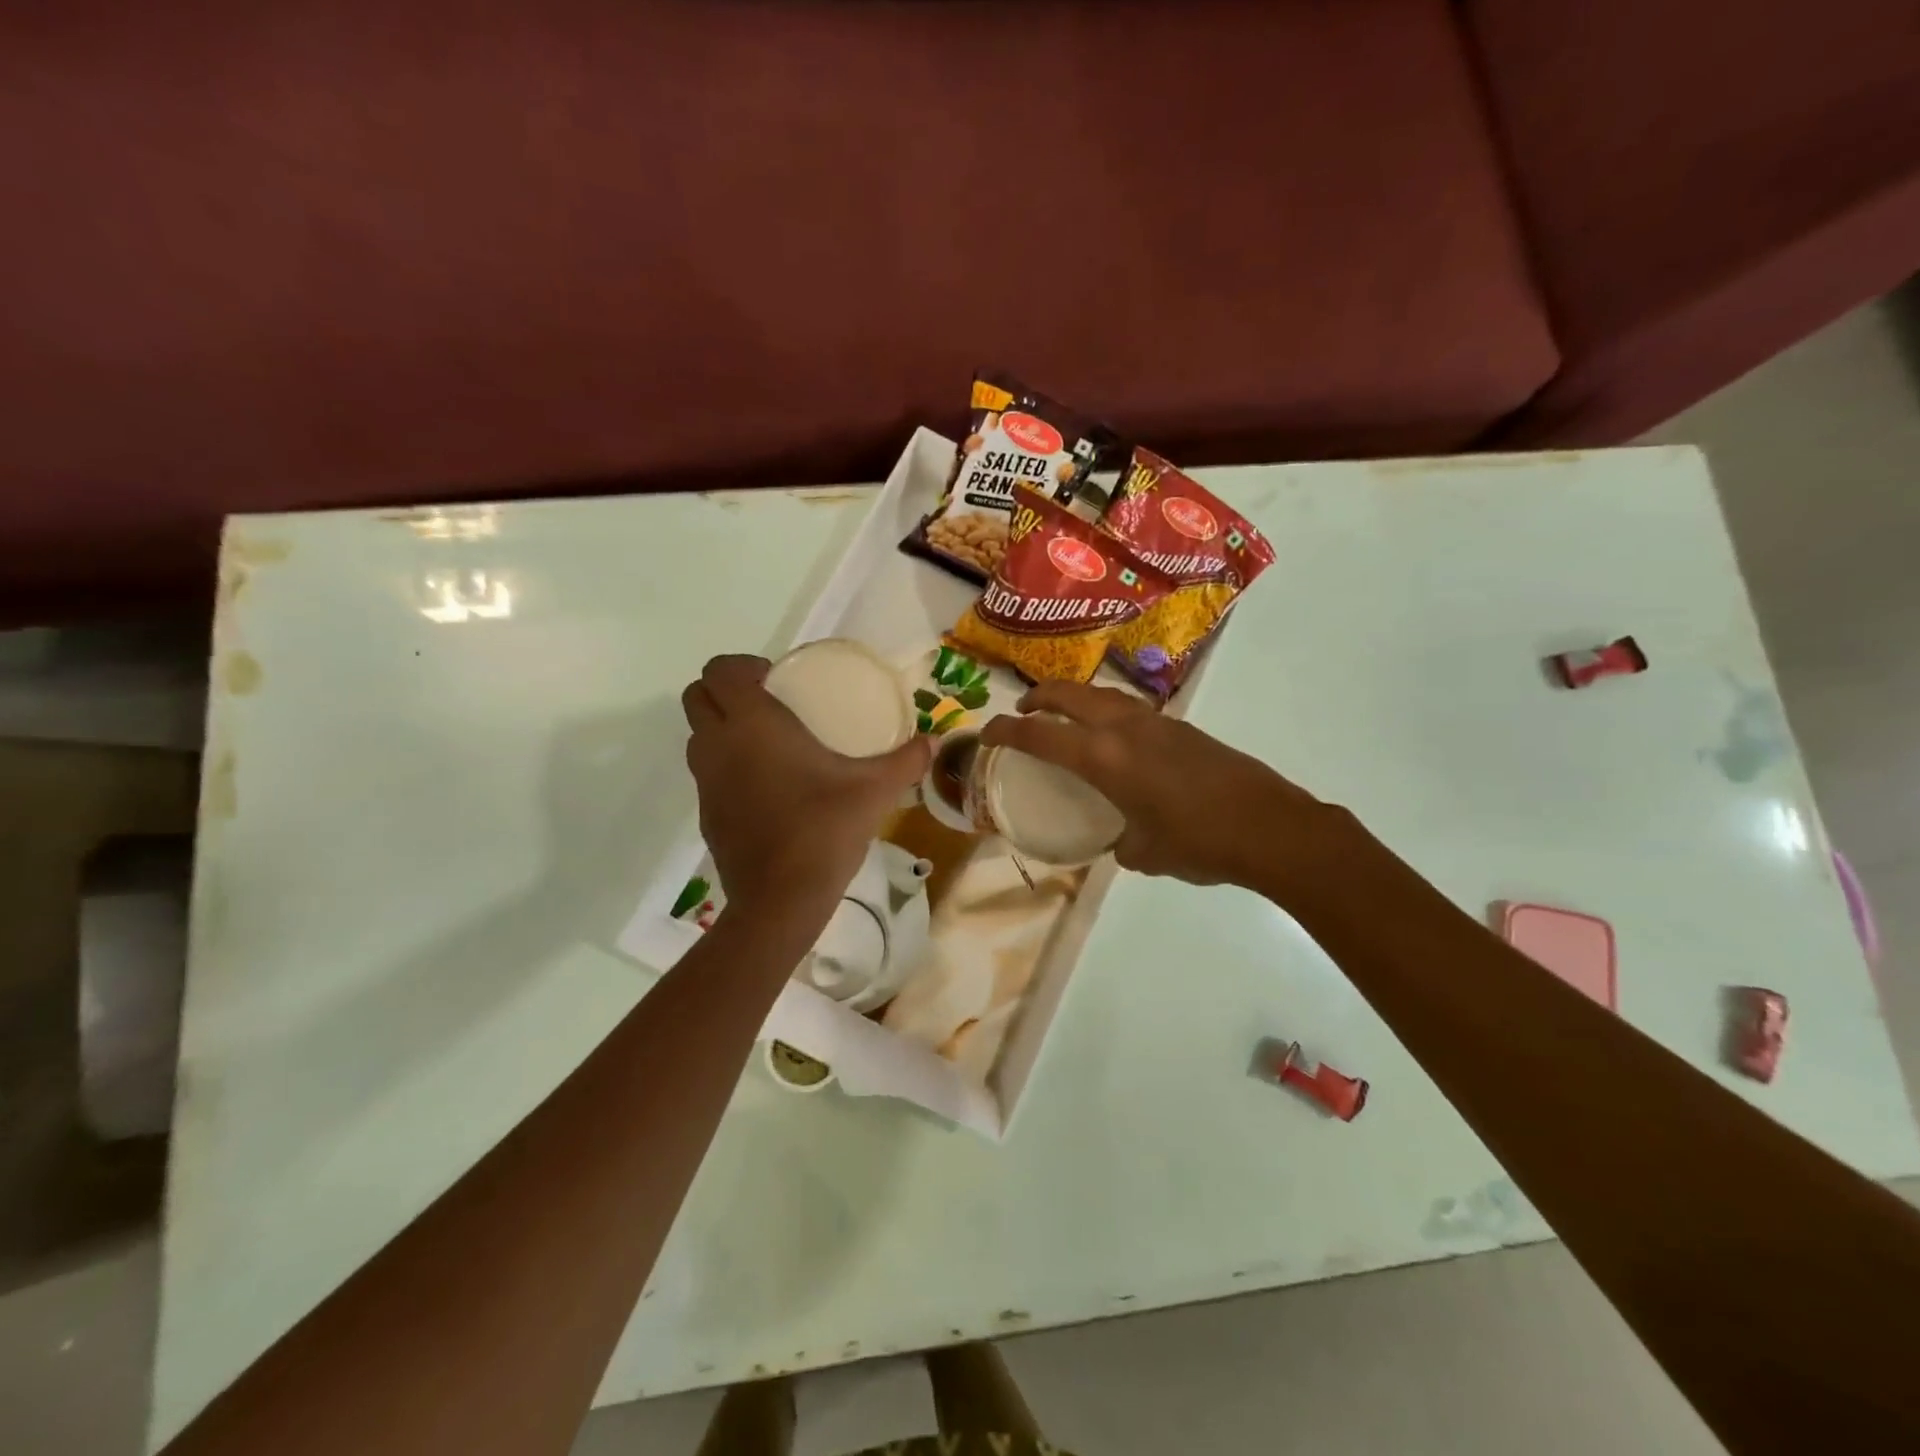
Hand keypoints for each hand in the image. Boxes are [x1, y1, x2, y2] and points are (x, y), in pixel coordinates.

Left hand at [682, 655, 931, 919]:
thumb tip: (933, 742)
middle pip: (697, 696)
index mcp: (752, 724)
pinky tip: (768, 787)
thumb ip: (906, 761)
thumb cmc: (824, 829)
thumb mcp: (875, 790)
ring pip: (697, 735)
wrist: (781, 899)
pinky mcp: (705, 813)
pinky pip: (707, 773)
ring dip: (722, 727)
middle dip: (725, 690)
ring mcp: (705, 782)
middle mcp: (718, 745)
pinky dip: (727, 766)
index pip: (720, 670)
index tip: (777, 680)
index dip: (742, 666)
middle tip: (771, 704)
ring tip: (768, 742)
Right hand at [978, 681, 1345, 894]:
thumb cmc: (1198, 844)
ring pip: (1103, 695)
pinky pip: (1131, 709)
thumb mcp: (1145, 853)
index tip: (986, 732)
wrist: (1271, 828)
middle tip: (1023, 709)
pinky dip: (1108, 713)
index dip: (1006, 731)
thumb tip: (1123, 840)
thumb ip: (1122, 842)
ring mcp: (1157, 723)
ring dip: (1076, 699)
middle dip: (1039, 697)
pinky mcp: (1183, 728)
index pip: (1040, 735)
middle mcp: (1125, 729)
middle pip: (1069, 695)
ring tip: (1067, 717)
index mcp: (1104, 758)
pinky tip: (1117, 740)